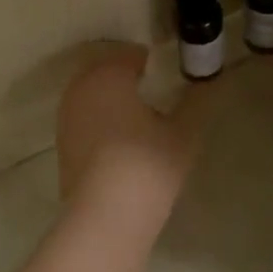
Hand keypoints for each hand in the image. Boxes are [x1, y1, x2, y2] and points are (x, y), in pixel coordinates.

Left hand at [56, 45, 204, 209]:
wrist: (105, 216)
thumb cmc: (147, 164)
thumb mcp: (183, 132)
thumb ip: (197, 101)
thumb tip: (210, 81)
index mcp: (108, 75)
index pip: (128, 55)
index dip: (147, 59)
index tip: (165, 69)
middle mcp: (80, 89)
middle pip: (104, 72)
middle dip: (124, 76)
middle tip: (152, 87)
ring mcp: (66, 118)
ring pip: (91, 96)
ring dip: (110, 98)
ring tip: (138, 114)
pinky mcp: (62, 146)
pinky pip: (84, 120)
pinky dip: (100, 121)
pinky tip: (120, 139)